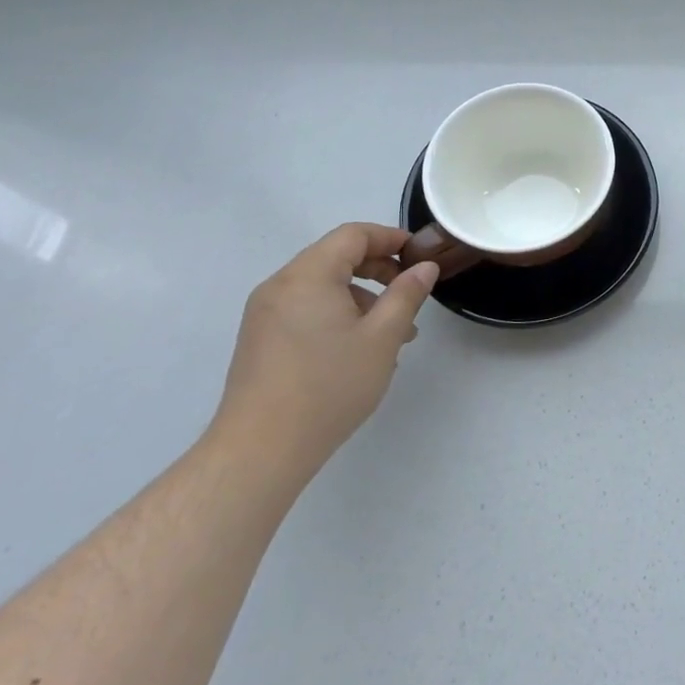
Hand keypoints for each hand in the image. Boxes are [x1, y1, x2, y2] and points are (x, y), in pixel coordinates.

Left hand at [210, 223, 438, 483]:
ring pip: (322, 286)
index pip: (353, 235)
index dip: (390, 238)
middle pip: (335, 257)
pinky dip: (337, 314)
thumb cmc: (329, 386)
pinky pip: (306, 309)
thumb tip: (424, 267)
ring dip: (360, 297)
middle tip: (410, 295)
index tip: (420, 257)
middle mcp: (280, 285)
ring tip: (392, 334)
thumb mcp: (382, 338)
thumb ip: (406, 295)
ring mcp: (265, 313)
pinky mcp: (260, 339)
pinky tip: (358, 350)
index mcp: (308, 275)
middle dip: (378, 270)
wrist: (261, 449)